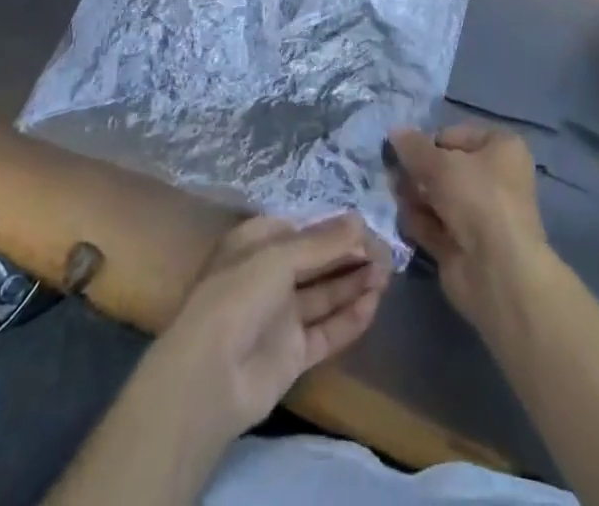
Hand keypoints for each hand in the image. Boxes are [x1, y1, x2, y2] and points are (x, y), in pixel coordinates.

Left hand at [140, 213, 390, 440]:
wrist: (210, 378)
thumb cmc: (238, 295)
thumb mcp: (279, 255)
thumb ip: (323, 242)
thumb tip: (362, 221)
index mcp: (257, 244)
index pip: (303, 229)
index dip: (335, 227)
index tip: (368, 227)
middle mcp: (269, 275)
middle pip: (317, 260)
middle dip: (350, 254)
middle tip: (388, 252)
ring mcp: (281, 316)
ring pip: (325, 293)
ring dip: (355, 282)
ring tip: (388, 273)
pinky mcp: (292, 353)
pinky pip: (326, 330)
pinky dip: (349, 318)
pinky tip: (374, 304)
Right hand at [390, 125, 552, 327]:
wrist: (496, 271)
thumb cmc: (476, 198)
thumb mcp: (439, 163)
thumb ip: (413, 147)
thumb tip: (394, 132)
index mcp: (501, 148)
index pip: (456, 135)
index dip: (429, 141)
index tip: (406, 150)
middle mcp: (494, 178)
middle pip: (445, 167)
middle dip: (417, 170)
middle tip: (391, 172)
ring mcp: (479, 214)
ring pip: (438, 196)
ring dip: (414, 194)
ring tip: (394, 193)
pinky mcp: (463, 245)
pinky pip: (434, 225)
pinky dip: (417, 220)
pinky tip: (401, 217)